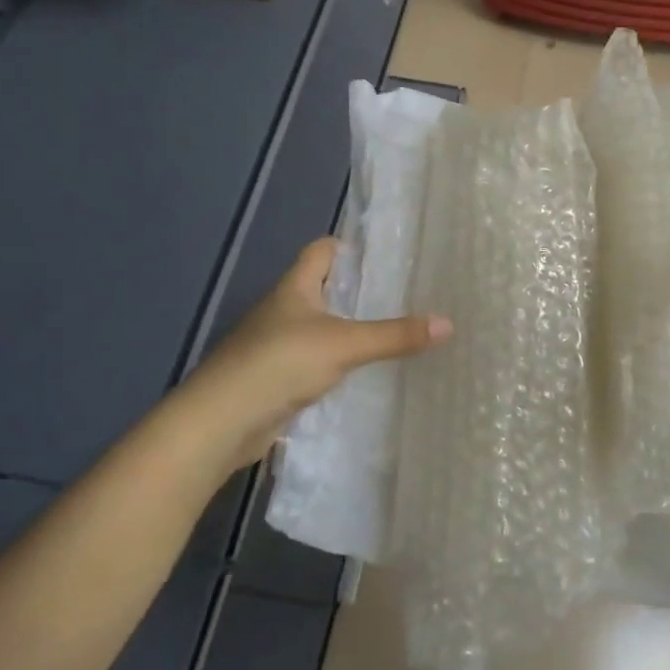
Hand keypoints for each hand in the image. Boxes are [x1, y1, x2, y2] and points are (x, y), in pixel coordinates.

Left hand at [181, 238, 450, 468]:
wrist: (220, 422)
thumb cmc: (278, 364)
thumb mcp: (343, 344)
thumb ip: (394, 335)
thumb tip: (448, 323)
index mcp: (294, 288)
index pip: (321, 250)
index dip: (350, 246)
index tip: (387, 253)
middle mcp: (284, 310)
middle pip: (323, 289)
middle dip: (359, 290)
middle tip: (406, 292)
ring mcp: (277, 345)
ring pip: (321, 328)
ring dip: (350, 328)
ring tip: (395, 330)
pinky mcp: (277, 379)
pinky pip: (316, 361)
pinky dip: (339, 363)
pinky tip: (365, 372)